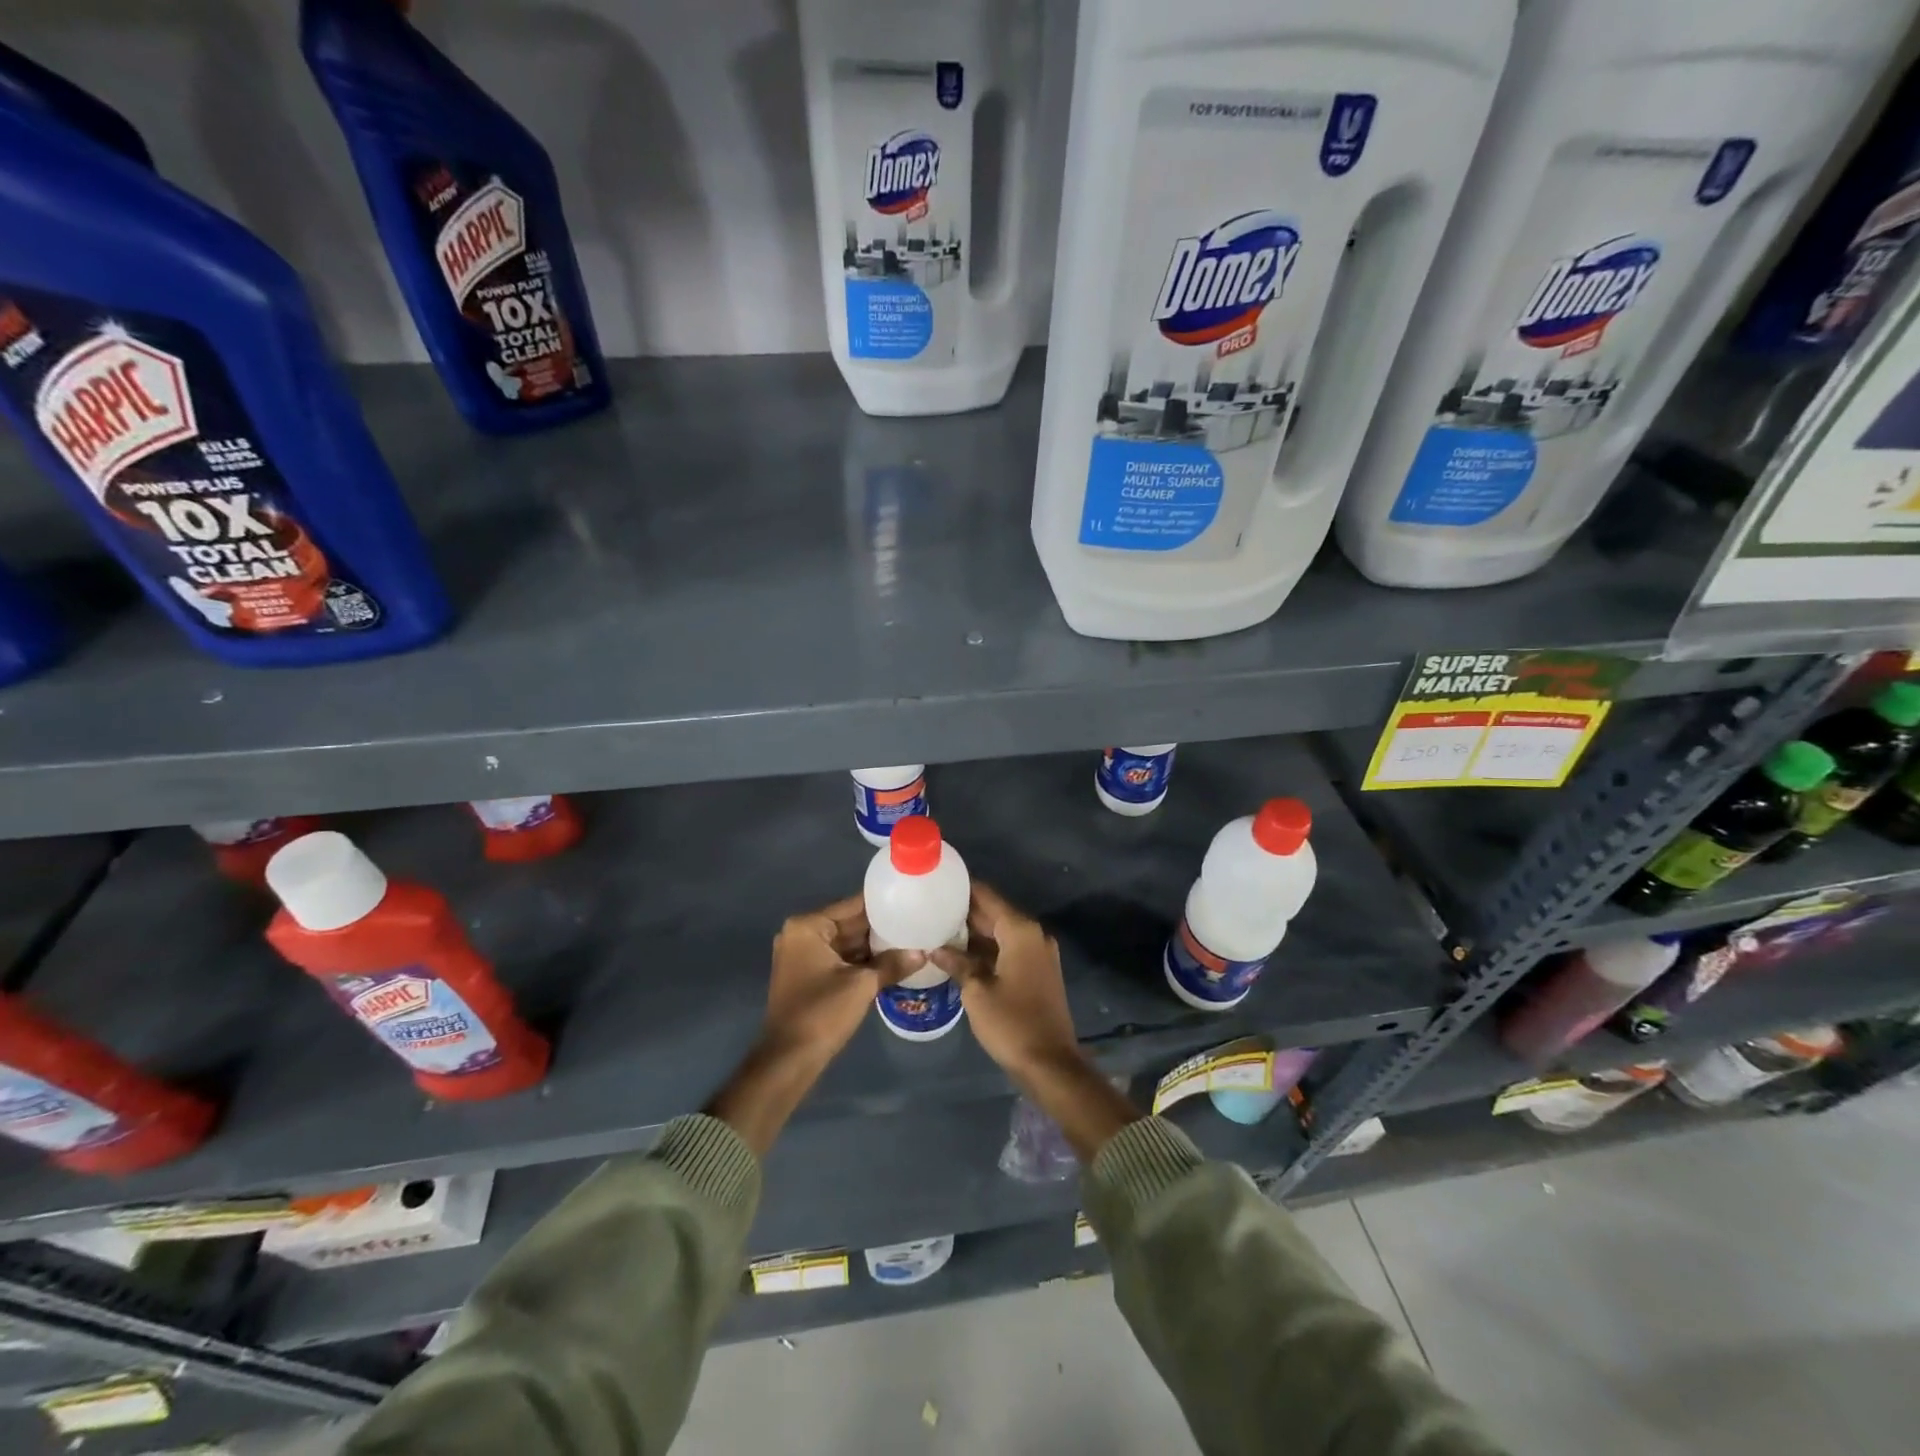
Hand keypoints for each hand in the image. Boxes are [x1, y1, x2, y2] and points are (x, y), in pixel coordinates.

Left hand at [709, 895, 917, 1156]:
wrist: (789, 1060)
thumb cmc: (822, 1013)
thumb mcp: (862, 985)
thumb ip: (892, 964)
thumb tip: (922, 953)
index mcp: (808, 926)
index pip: (853, 905)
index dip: (883, 904)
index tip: (911, 899)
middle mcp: (802, 934)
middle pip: (850, 923)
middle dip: (881, 926)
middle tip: (917, 920)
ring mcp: (803, 956)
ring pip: (847, 942)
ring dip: (874, 945)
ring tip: (911, 938)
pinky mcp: (808, 976)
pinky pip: (841, 959)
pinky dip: (862, 961)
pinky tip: (892, 961)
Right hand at [931, 883, 1138, 1162]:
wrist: (1050, 1064)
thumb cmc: (1011, 1023)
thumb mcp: (977, 992)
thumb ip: (957, 963)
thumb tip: (935, 948)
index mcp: (1021, 931)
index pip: (987, 896)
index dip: (962, 888)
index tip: (936, 883)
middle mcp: (1033, 934)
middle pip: (995, 912)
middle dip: (965, 911)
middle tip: (930, 908)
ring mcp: (1038, 953)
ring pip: (1001, 932)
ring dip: (974, 932)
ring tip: (938, 929)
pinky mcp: (1038, 971)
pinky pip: (1008, 949)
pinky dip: (987, 949)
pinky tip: (960, 955)